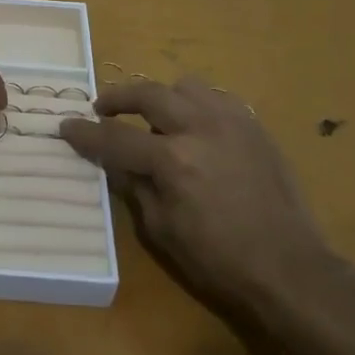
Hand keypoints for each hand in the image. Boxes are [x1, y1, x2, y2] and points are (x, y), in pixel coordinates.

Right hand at [60, 79, 332, 325]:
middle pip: (149, 93)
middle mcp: (201, 128)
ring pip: (186, 86)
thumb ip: (135, 187)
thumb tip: (115, 162)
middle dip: (118, 97)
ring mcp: (232, 122)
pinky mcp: (255, 127)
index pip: (116, 137)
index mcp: (173, 160)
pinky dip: (196, 105)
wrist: (289, 267)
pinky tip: (194, 128)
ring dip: (162, 97)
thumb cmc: (218, 260)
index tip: (66, 126)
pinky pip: (217, 99)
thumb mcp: (161, 230)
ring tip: (154, 117)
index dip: (86, 132)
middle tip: (102, 108)